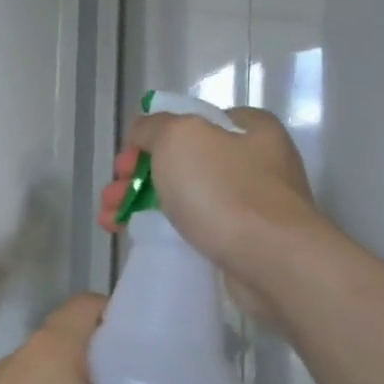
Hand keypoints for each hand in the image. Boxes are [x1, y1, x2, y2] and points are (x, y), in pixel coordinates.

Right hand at [100, 107, 320, 322]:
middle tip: (112, 195)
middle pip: (180, 161)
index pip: (189, 122)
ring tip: (109, 221)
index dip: (150, 138)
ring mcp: (251, 203)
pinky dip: (162, 229)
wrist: (273, 261)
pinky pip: (194, 226)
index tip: (126, 163)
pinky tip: (135, 236)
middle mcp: (255, 160)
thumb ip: (153, 127)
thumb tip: (143, 135)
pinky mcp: (245, 240)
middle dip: (136, 177)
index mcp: (248, 128)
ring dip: (140, 204)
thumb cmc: (225, 190)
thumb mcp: (179, 137)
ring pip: (182, 195)